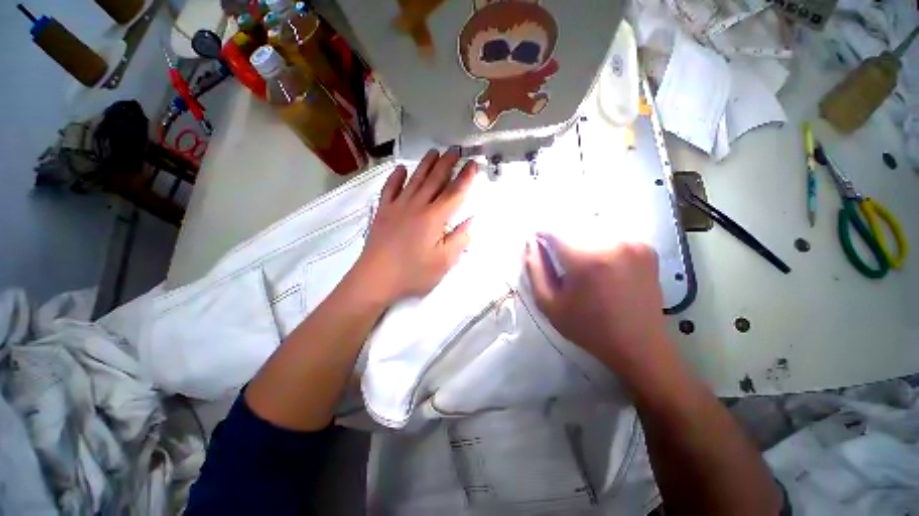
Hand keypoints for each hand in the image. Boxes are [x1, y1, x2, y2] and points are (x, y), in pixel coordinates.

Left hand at [353, 148, 476, 304]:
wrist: (376, 278)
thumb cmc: (413, 273)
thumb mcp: (444, 262)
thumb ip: (460, 240)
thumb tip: (471, 221)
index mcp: (434, 218)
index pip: (454, 193)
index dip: (466, 178)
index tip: (473, 164)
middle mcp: (417, 206)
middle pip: (435, 180)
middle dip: (447, 164)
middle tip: (455, 150)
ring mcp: (398, 206)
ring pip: (415, 179)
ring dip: (426, 164)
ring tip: (434, 152)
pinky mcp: (383, 211)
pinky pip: (390, 189)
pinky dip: (396, 177)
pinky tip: (401, 168)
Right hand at [525, 234, 672, 375]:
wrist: (638, 346)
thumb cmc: (588, 327)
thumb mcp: (549, 304)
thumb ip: (535, 269)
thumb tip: (530, 242)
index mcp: (586, 258)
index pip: (554, 231)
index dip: (541, 236)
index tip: (538, 246)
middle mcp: (612, 242)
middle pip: (573, 227)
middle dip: (561, 240)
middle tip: (560, 262)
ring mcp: (633, 243)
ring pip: (593, 228)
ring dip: (580, 241)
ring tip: (581, 266)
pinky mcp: (645, 248)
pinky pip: (612, 235)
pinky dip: (600, 244)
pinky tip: (601, 265)